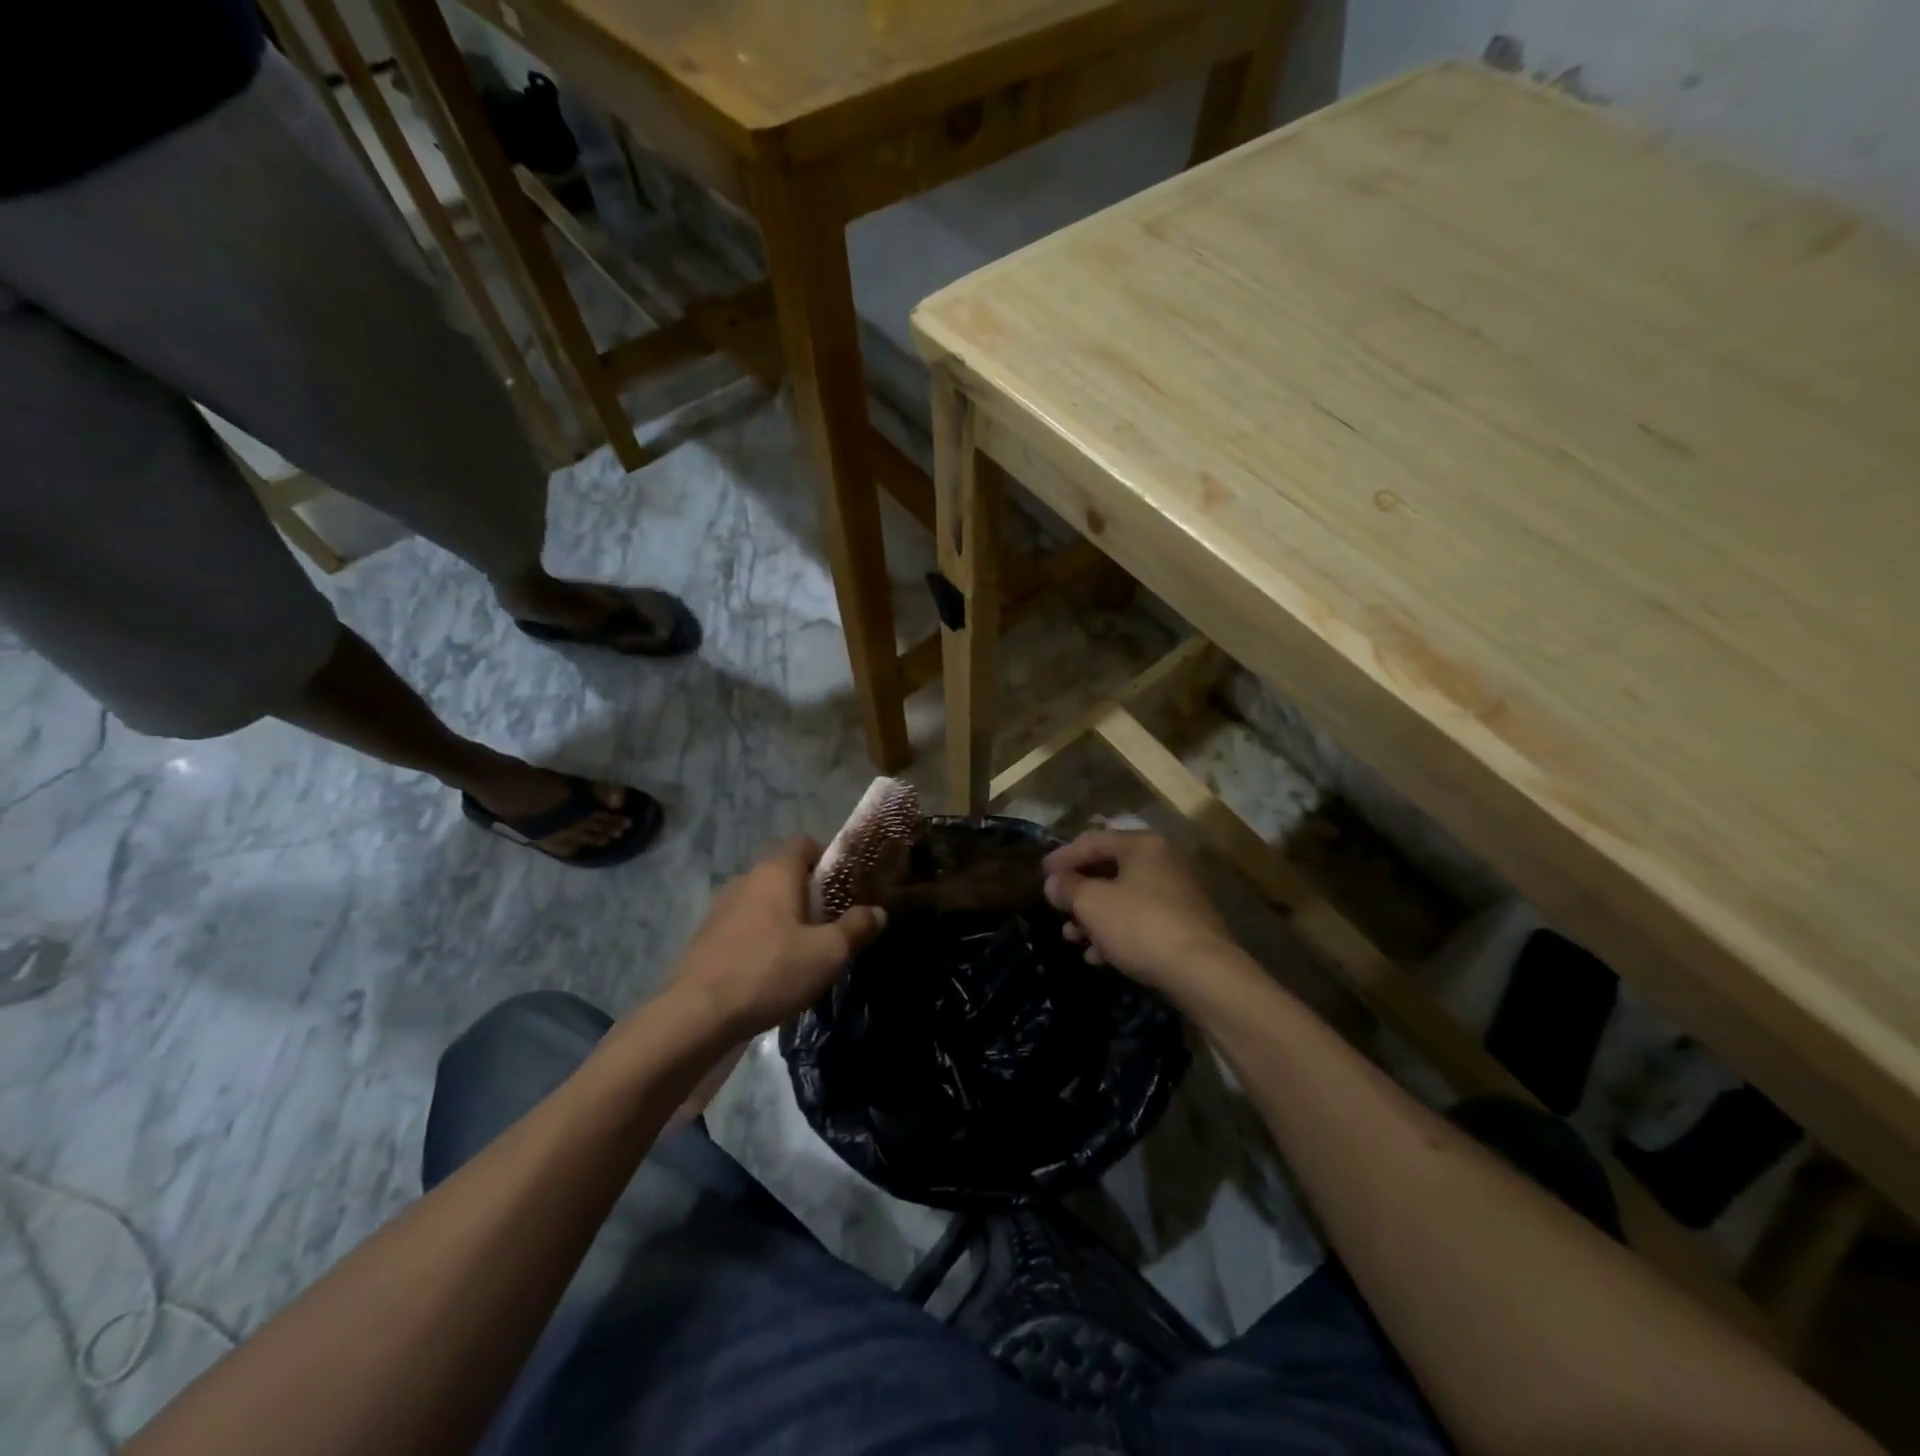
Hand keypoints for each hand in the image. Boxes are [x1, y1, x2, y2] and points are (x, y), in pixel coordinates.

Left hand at [675, 837, 885, 1035]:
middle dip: (810, 893)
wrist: (698, 1014)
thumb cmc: (771, 972)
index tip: (845, 888)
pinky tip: (771, 968)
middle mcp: (747, 878)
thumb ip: (857, 928)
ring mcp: (722, 906)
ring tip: (802, 950)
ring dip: (784, 916)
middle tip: (831, 923)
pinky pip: (745, 923)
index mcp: (776, 871)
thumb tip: (878, 912)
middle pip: (786, 872)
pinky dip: (761, 935)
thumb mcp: (828, 953)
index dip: (829, 859)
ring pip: (764, 900)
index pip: (806, 843)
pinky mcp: (707, 935)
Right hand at [1042, 830, 1235, 992]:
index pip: (1093, 840)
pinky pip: (1141, 919)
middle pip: (1109, 869)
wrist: (1202, 972)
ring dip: (1094, 917)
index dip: (1063, 856)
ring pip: (1124, 898)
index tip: (1041, 875)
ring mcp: (1178, 893)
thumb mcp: (1092, 904)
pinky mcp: (1185, 924)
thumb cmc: (1140, 925)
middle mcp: (1164, 861)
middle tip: (1057, 910)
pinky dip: (1116, 932)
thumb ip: (1067, 888)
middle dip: (1079, 893)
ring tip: (1073, 939)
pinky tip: (1099, 957)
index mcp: (1143, 845)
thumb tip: (1053, 883)